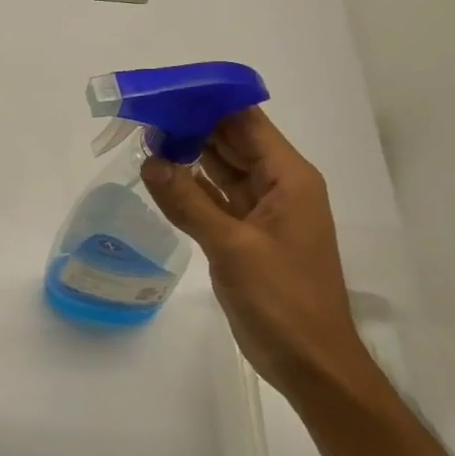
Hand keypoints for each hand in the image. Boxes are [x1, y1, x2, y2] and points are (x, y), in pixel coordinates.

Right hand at [138, 106, 372, 394]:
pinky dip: (190, 188)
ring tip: (144, 137)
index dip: (209, 101)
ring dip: (188, 155)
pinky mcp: (246, 237)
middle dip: (192, 125)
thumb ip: (188, 202)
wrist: (310, 363)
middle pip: (232, 141)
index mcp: (288, 178)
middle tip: (145, 112)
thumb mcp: (232, 248)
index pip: (246, 121)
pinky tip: (159, 178)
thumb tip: (150, 161)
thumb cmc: (282, 300)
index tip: (166, 92)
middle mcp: (278, 186)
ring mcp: (262, 212)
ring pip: (221, 170)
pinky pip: (215, 199)